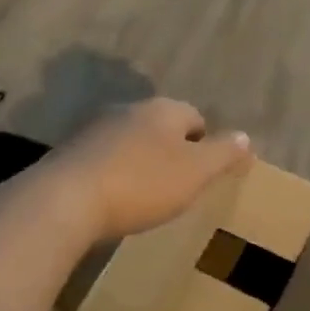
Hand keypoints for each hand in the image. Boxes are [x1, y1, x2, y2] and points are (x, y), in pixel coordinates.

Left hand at [31, 98, 251, 244]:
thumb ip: (223, 153)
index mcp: (164, 109)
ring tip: (144, 194)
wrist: (63, 201)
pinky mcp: (68, 153)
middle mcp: (130, 109)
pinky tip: (111, 199)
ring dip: (139, 161)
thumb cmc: (141, 184)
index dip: (205, 143)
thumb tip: (246, 136)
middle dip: (170, 150)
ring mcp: (95, 129)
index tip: (205, 173)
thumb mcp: (195, 173)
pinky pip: (103, 160)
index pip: (196, 117)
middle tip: (177, 184)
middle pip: (161, 126)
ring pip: (130, 141)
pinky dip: (112, 174)